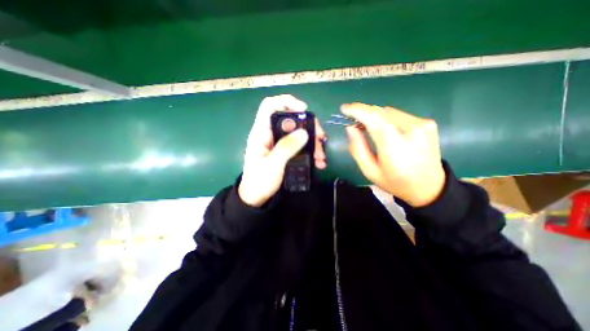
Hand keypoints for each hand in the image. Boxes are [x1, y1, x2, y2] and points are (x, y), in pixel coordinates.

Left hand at [237, 94, 327, 206]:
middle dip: (308, 127)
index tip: (304, 109)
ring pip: (298, 133)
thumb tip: (304, 132)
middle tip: (321, 138)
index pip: (270, 106)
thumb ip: (286, 148)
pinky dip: (309, 150)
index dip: (286, 102)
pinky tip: (317, 161)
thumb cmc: (260, 182)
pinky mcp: (284, 151)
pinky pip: (299, 145)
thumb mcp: (273, 165)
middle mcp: (270, 134)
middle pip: (291, 119)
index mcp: (261, 133)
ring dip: (312, 141)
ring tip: (321, 156)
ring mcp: (278, 143)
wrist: (256, 197)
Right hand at [344, 102, 444, 205]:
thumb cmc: (395, 182)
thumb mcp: (370, 171)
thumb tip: (350, 128)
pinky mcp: (427, 123)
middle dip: (364, 114)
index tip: (344, 109)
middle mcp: (412, 130)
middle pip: (380, 112)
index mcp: (395, 146)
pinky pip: (399, 115)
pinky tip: (386, 131)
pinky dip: (387, 120)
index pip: (374, 118)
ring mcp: (423, 124)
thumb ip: (358, 149)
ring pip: (389, 112)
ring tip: (370, 129)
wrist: (429, 186)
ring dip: (376, 117)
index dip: (357, 110)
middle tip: (354, 123)